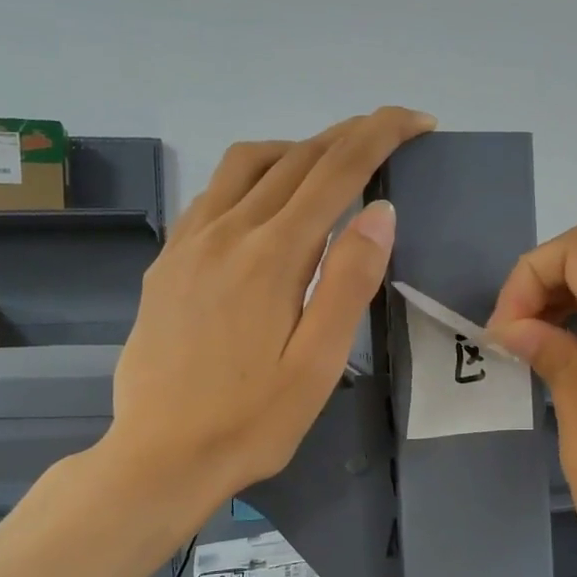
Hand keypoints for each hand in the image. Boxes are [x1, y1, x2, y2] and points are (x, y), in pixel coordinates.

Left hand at [102, 107, 435, 503]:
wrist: (159, 456)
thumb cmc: (253, 420)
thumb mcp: (318, 362)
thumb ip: (349, 281)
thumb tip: (380, 211)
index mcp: (273, 255)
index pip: (336, 171)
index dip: (381, 135)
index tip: (417, 120)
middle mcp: (227, 232)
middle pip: (295, 158)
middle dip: (348, 135)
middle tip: (389, 133)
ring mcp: (189, 243)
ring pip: (247, 164)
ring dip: (297, 150)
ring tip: (330, 168)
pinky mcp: (168, 261)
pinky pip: (214, 194)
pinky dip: (253, 178)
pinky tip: (266, 207)